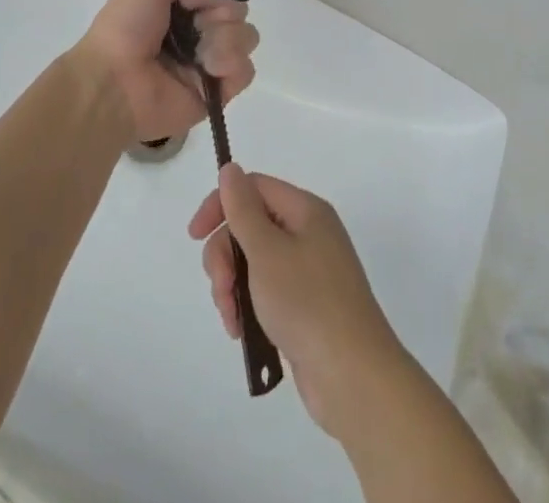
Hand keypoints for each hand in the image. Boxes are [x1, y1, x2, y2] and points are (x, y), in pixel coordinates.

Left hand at [77, 0, 257, 143]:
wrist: (116, 84)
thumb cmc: (129, 24)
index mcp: (182, 0)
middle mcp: (198, 26)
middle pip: (238, 6)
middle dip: (221, 10)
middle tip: (194, 23)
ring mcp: (210, 59)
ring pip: (246, 35)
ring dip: (224, 39)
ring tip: (199, 54)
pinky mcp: (220, 91)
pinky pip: (246, 68)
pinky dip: (229, 66)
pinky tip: (207, 71)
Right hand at [188, 165, 407, 438]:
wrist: (354, 379)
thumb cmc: (308, 304)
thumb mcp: (267, 251)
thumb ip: (243, 209)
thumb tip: (230, 168)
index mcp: (305, 210)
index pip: (253, 187)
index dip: (221, 204)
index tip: (194, 236)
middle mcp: (308, 233)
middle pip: (250, 225)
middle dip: (226, 256)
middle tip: (221, 289)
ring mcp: (308, 271)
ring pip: (254, 262)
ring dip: (233, 286)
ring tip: (232, 320)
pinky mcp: (305, 306)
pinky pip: (265, 291)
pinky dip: (249, 306)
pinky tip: (242, 332)